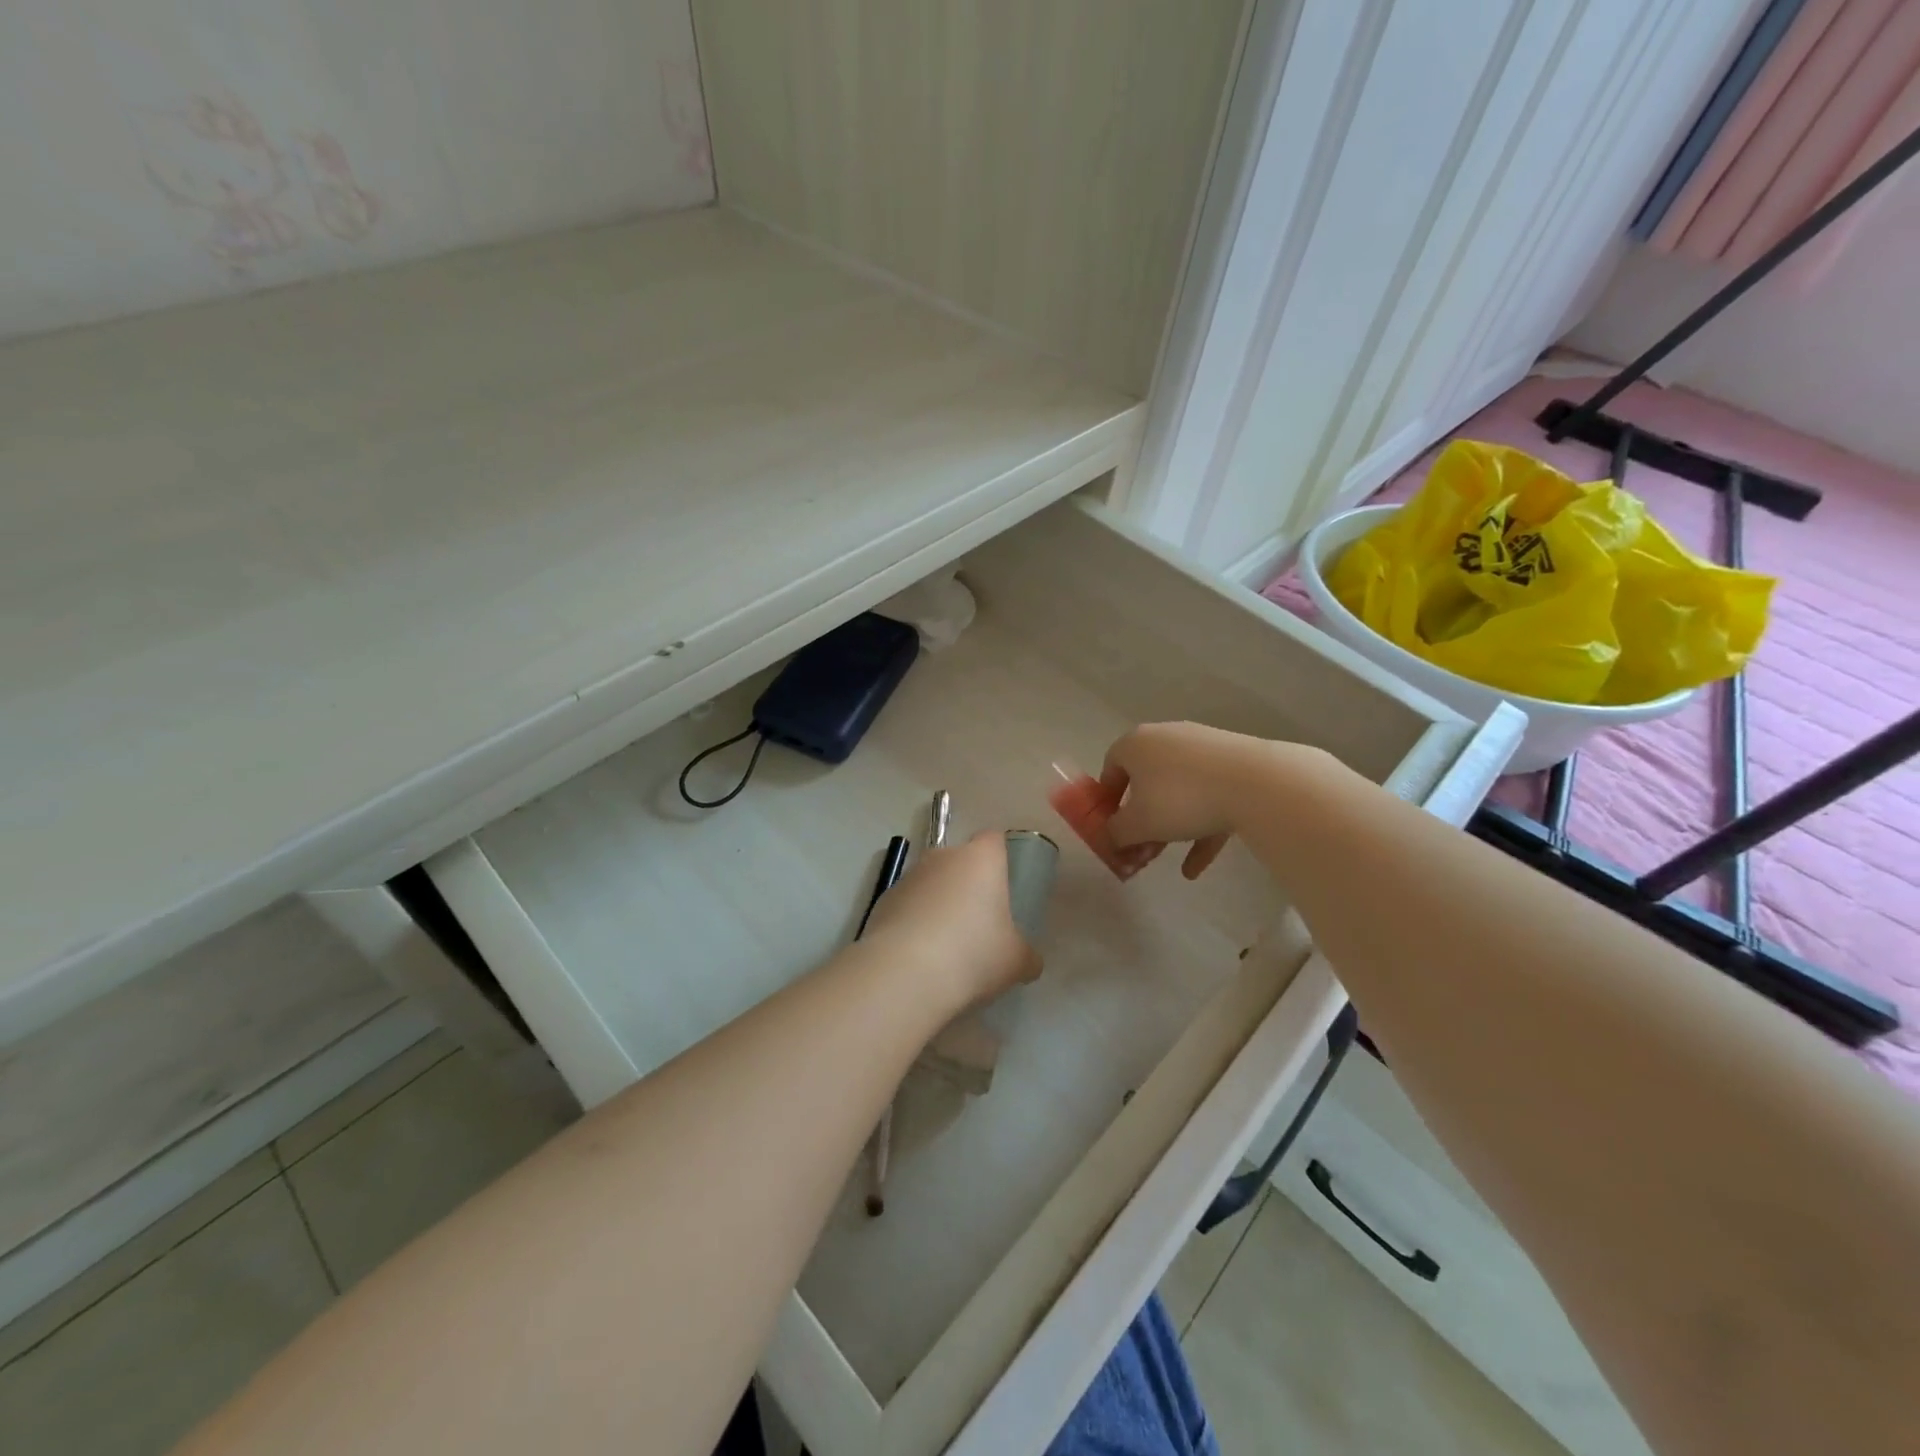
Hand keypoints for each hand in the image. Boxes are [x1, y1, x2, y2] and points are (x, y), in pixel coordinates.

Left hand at [862, 832, 1041, 1007]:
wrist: (904, 974)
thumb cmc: (972, 954)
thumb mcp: (1015, 962)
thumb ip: (1026, 955)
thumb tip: (1029, 960)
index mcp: (981, 859)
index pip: (994, 839)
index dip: (1000, 858)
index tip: (1004, 886)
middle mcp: (943, 857)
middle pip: (959, 861)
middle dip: (967, 885)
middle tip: (977, 922)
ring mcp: (908, 877)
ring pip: (930, 883)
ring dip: (938, 903)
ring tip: (945, 946)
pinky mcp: (882, 901)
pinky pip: (907, 906)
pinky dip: (913, 922)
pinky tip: (919, 956)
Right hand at [1100, 722, 1286, 878]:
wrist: (1256, 783)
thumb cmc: (1180, 798)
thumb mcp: (1137, 824)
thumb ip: (1115, 834)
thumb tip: (1111, 839)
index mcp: (1136, 744)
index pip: (1110, 768)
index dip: (1106, 802)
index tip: (1110, 829)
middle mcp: (1167, 739)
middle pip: (1145, 783)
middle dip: (1140, 823)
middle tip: (1139, 852)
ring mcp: (1203, 750)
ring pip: (1178, 793)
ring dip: (1169, 828)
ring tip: (1165, 861)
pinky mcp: (1233, 765)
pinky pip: (1209, 799)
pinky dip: (1200, 830)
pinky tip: (1195, 868)